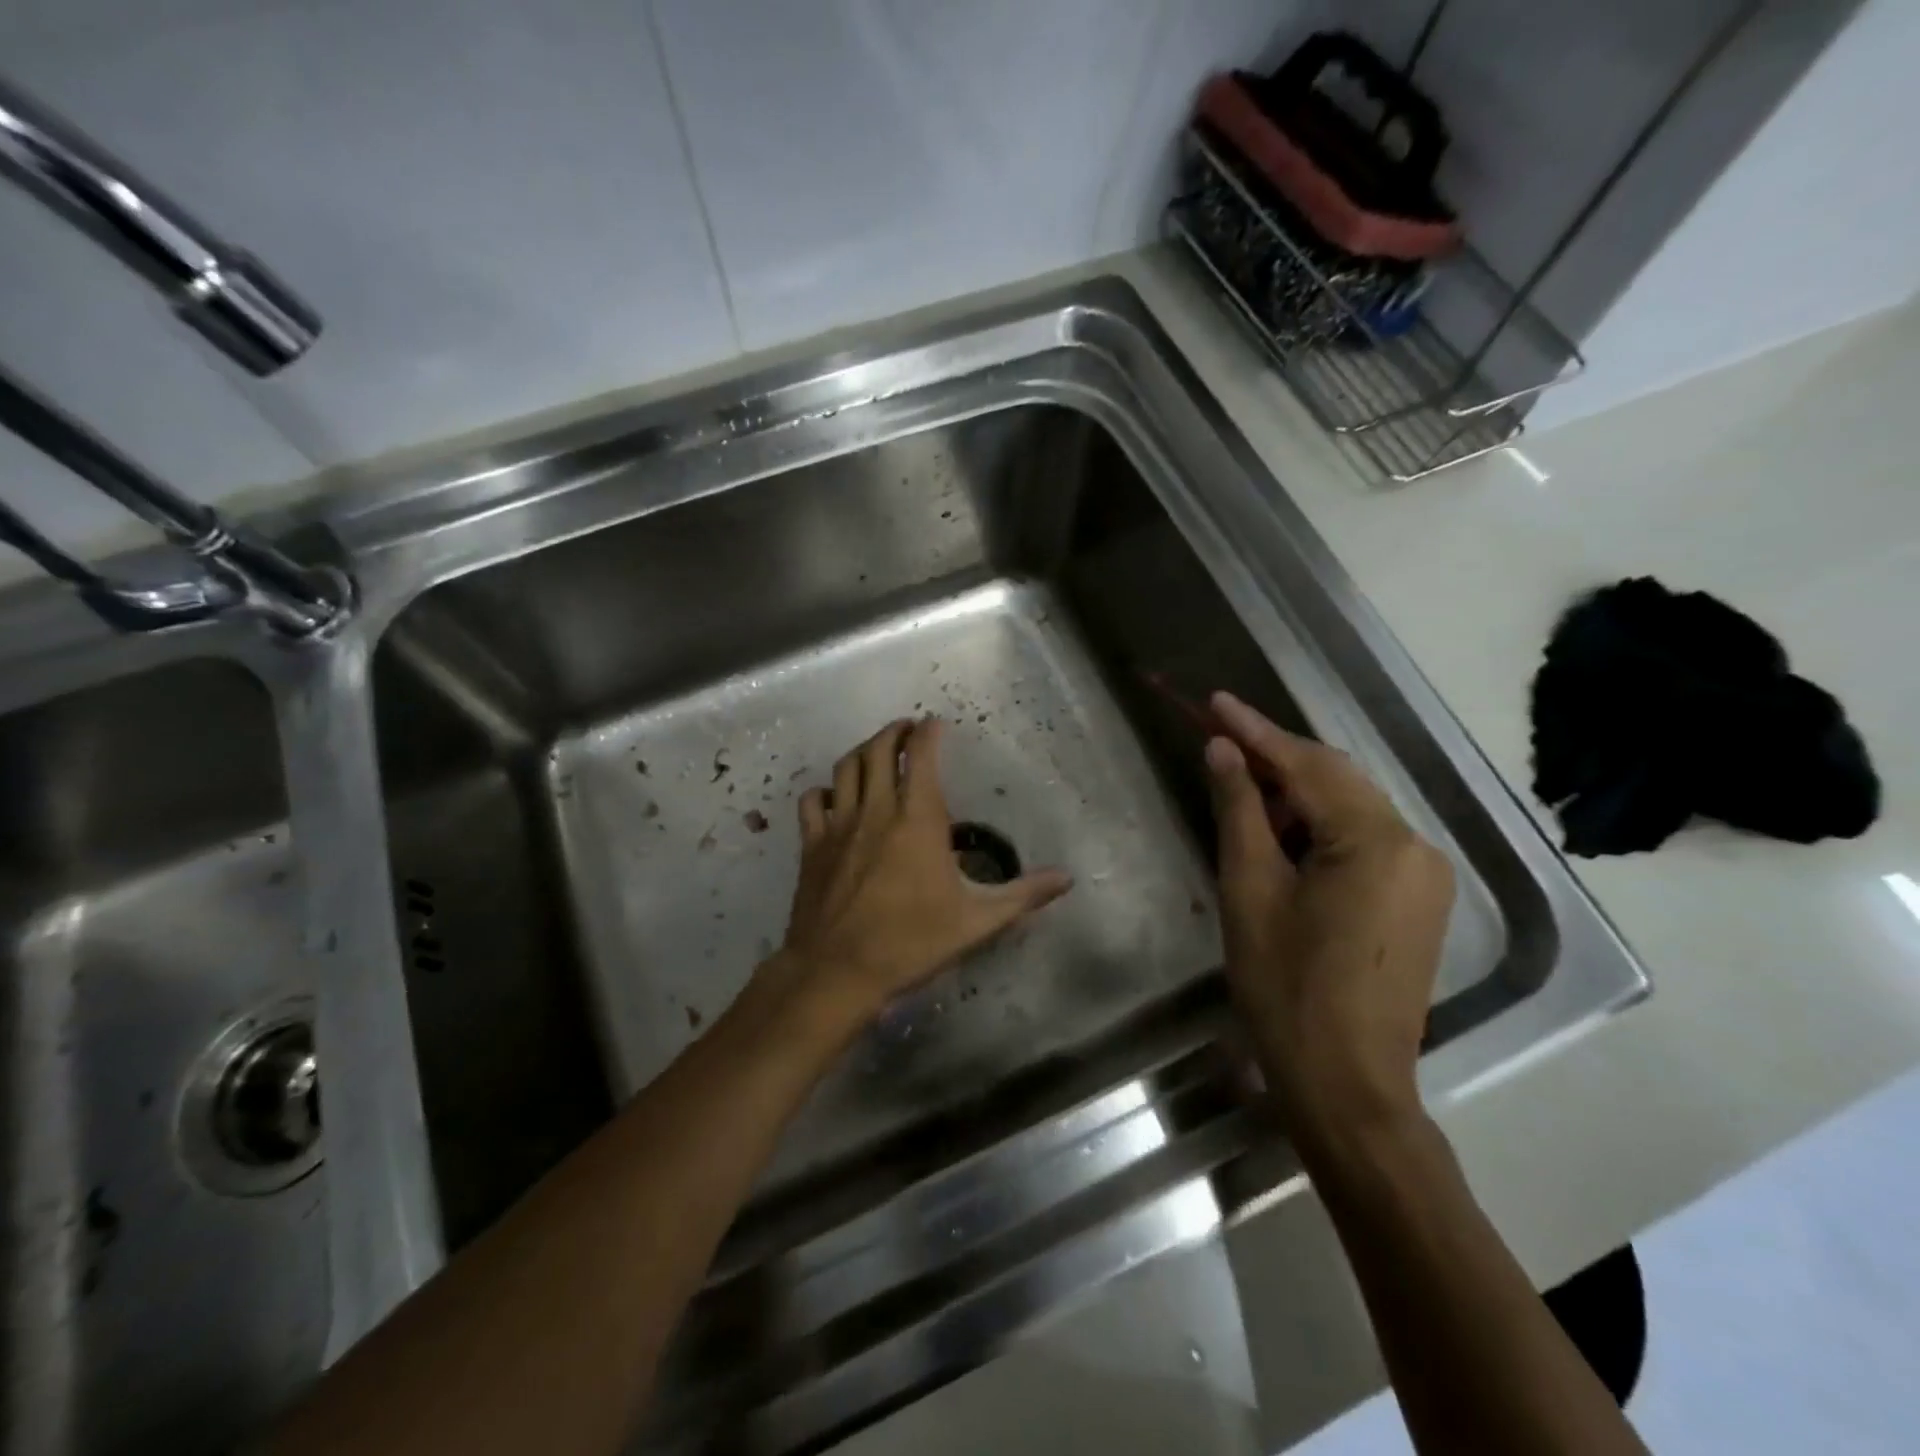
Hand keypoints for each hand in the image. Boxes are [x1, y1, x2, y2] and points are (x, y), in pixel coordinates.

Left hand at [773, 717, 1072, 1022]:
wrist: (838, 971)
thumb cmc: (911, 942)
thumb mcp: (977, 921)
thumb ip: (1023, 895)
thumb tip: (1067, 879)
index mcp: (918, 818)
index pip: (921, 755)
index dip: (928, 732)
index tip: (935, 724)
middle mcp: (876, 809)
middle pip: (878, 749)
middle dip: (894, 732)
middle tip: (907, 730)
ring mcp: (839, 824)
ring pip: (845, 768)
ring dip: (862, 751)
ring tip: (876, 752)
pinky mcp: (812, 845)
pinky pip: (812, 801)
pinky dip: (824, 790)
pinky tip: (834, 796)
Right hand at [1203, 692, 1453, 1147]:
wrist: (1346, 1084)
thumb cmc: (1285, 987)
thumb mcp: (1249, 890)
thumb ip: (1240, 810)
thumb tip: (1223, 750)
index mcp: (1376, 841)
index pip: (1307, 765)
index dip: (1255, 731)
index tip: (1215, 702)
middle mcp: (1416, 846)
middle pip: (1337, 780)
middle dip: (1277, 759)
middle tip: (1221, 742)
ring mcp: (1425, 875)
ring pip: (1351, 809)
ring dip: (1297, 794)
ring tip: (1243, 789)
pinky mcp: (1419, 900)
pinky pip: (1364, 840)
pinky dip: (1320, 827)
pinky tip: (1283, 835)